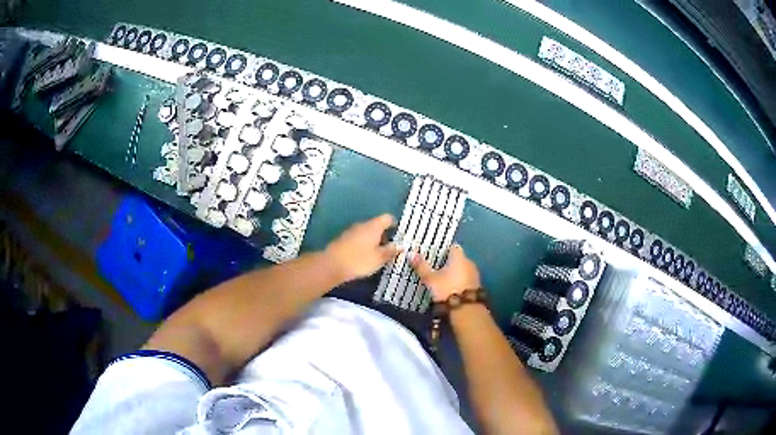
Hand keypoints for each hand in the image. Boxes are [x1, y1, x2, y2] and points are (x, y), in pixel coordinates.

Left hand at [325, 214, 399, 281]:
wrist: (332, 265)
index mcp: (373, 226)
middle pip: (376, 225)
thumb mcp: (379, 258)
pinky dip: (363, 244)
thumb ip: (391, 251)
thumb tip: (400, 246)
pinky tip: (363, 256)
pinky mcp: (343, 239)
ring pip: (366, 232)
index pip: (387, 218)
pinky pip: (357, 238)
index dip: (394, 224)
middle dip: (384, 235)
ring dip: (372, 240)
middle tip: (389, 248)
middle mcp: (362, 225)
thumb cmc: (359, 260)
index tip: (398, 234)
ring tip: (377, 254)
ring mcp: (351, 231)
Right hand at [410, 244, 480, 301]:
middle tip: (434, 267)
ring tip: (441, 279)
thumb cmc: (447, 289)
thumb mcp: (430, 279)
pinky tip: (450, 288)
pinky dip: (458, 282)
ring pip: (462, 269)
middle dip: (447, 262)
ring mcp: (474, 275)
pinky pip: (465, 279)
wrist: (466, 310)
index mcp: (459, 257)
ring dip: (453, 273)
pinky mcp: (476, 287)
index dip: (443, 249)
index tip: (433, 254)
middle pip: (458, 258)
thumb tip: (411, 253)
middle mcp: (469, 263)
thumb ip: (421, 266)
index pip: (452, 246)